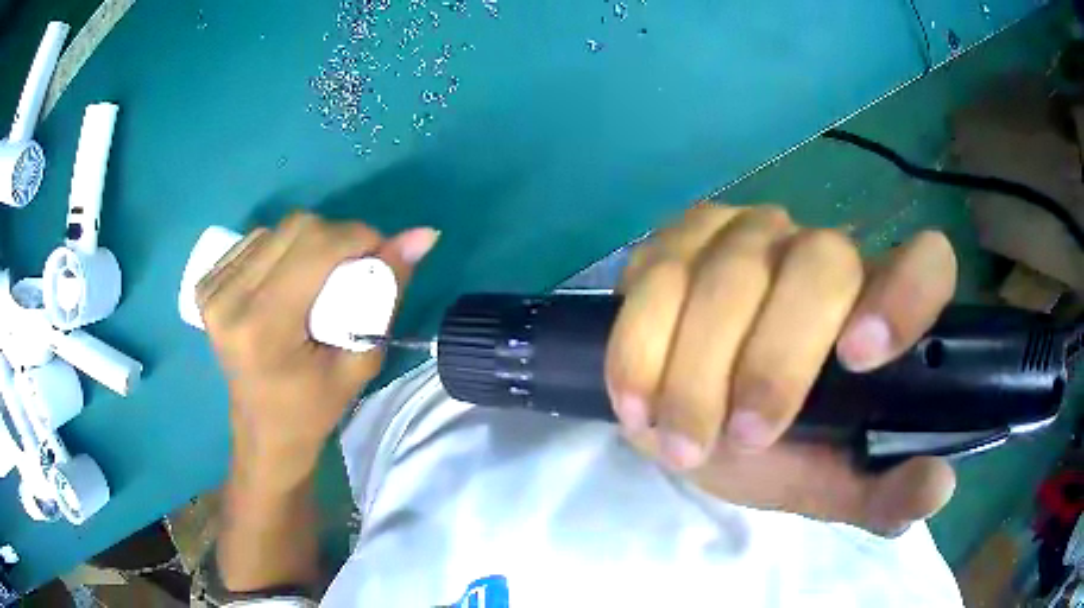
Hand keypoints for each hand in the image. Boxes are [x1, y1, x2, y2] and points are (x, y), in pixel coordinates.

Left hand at [197, 213, 438, 491]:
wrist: (263, 431)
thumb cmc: (314, 408)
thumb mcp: (360, 361)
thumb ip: (387, 294)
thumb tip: (423, 235)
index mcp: (264, 327)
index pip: (316, 247)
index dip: (359, 237)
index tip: (380, 255)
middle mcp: (229, 300)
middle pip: (297, 228)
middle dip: (337, 237)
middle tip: (352, 270)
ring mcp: (212, 291)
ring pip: (276, 229)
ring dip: (308, 243)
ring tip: (317, 281)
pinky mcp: (206, 286)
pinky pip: (255, 241)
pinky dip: (281, 250)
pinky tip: (286, 281)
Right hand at [605, 204, 956, 534]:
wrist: (684, 417)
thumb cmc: (771, 447)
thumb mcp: (824, 480)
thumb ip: (878, 492)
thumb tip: (936, 487)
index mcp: (876, 304)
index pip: (924, 262)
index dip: (906, 293)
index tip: (861, 358)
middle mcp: (819, 251)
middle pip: (817, 263)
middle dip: (776, 360)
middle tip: (745, 438)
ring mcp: (743, 235)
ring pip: (728, 274)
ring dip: (697, 371)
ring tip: (680, 443)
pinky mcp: (674, 243)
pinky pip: (655, 278)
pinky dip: (641, 348)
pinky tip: (637, 402)